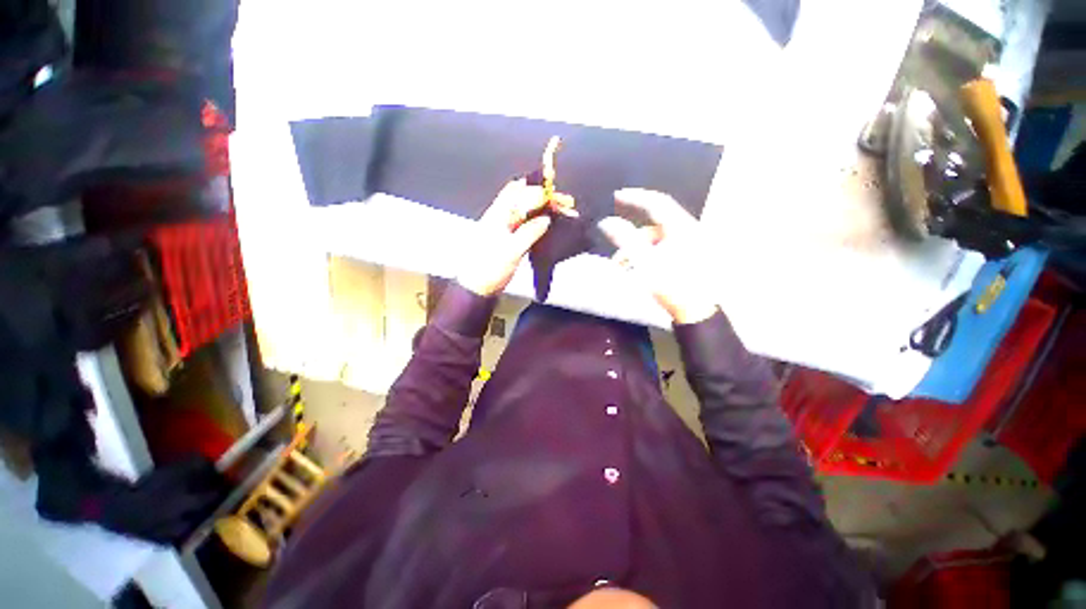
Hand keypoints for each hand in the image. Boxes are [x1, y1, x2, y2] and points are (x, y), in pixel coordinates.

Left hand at [457, 179, 568, 296]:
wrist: (478, 287)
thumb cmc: (489, 268)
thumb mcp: (511, 250)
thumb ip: (529, 232)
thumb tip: (546, 219)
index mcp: (498, 215)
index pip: (518, 191)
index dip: (538, 188)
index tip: (555, 193)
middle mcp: (502, 217)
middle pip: (525, 198)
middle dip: (546, 197)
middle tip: (565, 202)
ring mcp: (506, 228)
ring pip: (528, 211)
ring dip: (546, 209)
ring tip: (564, 212)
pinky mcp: (511, 239)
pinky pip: (528, 224)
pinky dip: (541, 222)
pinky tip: (551, 225)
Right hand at [598, 188, 718, 324]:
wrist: (695, 311)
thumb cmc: (671, 284)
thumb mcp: (644, 260)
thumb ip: (624, 238)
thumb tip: (606, 221)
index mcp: (681, 227)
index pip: (657, 202)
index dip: (636, 197)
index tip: (616, 196)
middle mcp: (688, 231)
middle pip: (654, 225)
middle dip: (632, 235)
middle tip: (617, 244)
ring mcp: (690, 246)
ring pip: (657, 240)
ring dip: (637, 250)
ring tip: (624, 267)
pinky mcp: (688, 258)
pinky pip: (663, 249)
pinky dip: (648, 256)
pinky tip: (638, 270)